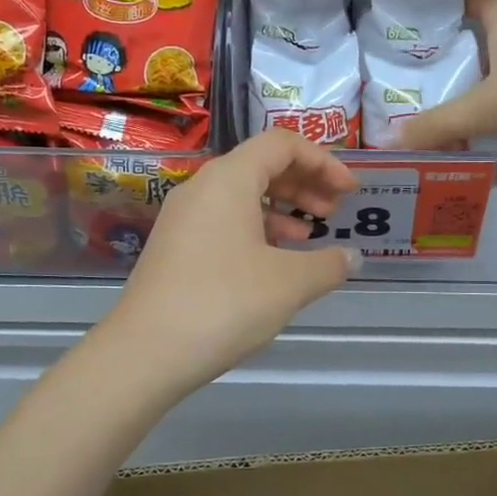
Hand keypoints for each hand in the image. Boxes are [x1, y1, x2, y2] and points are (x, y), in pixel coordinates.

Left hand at [105, 130, 359, 393]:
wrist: (145, 352)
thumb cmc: (224, 304)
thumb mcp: (289, 284)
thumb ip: (329, 264)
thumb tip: (351, 258)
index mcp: (229, 179)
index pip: (282, 144)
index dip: (323, 161)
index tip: (350, 191)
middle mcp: (202, 187)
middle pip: (260, 165)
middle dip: (304, 183)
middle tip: (333, 212)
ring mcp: (183, 217)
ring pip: (241, 195)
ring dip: (281, 208)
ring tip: (308, 237)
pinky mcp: (174, 246)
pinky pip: (223, 220)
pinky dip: (255, 229)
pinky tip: (273, 262)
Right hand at [395, 0, 496, 164]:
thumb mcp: (485, 104)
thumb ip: (438, 127)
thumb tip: (388, 144)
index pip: (486, 6)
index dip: (464, 4)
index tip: (439, 14)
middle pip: (490, 64)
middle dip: (458, 82)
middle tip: (416, 102)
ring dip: (477, 130)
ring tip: (433, 149)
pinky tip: (469, 182)